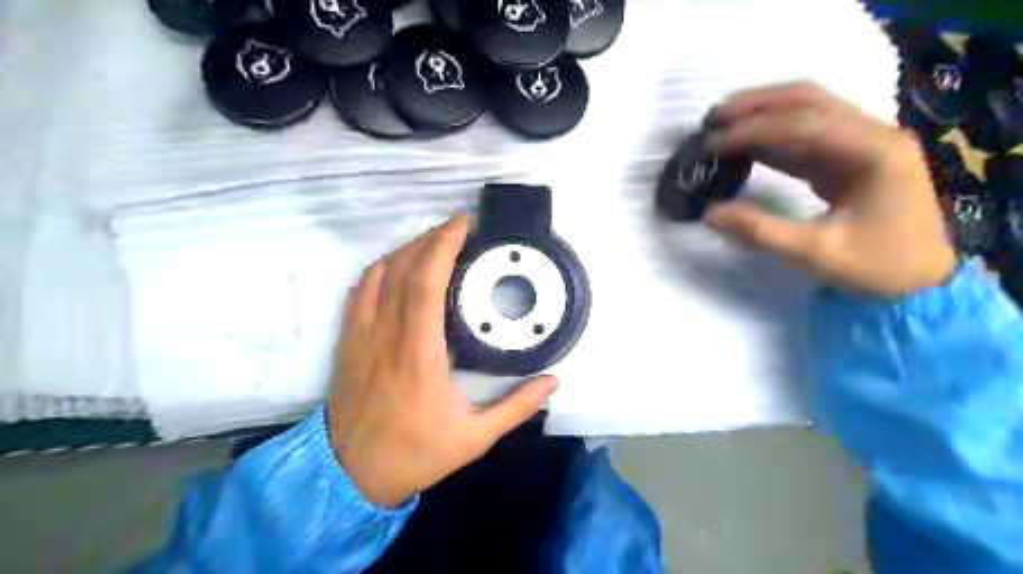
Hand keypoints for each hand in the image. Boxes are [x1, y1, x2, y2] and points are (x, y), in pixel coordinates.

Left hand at [329, 212, 557, 506]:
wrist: (350, 475)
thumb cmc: (415, 454)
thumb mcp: (475, 438)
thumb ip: (517, 407)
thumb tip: (553, 381)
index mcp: (418, 356)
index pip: (426, 284)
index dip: (443, 246)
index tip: (463, 224)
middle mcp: (385, 336)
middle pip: (401, 269)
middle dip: (430, 238)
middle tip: (457, 226)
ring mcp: (360, 337)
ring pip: (376, 274)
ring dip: (405, 250)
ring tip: (433, 242)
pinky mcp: (347, 342)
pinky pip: (358, 292)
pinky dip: (379, 269)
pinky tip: (397, 268)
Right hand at [709, 84, 955, 296]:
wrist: (922, 280)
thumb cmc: (878, 266)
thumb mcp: (816, 253)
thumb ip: (760, 230)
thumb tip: (709, 213)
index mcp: (875, 152)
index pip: (805, 124)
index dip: (753, 130)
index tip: (713, 143)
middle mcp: (873, 134)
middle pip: (809, 100)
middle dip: (757, 105)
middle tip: (713, 118)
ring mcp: (863, 142)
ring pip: (807, 110)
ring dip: (763, 114)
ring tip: (722, 125)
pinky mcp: (850, 157)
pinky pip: (807, 135)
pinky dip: (772, 136)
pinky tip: (744, 145)